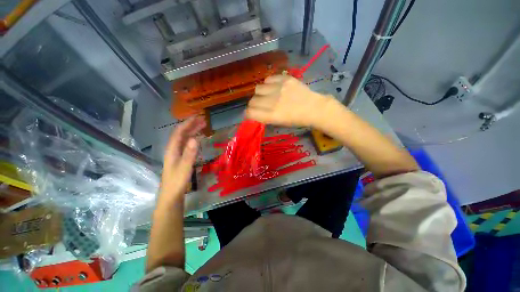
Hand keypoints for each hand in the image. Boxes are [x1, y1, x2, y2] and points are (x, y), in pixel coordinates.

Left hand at [157, 116, 205, 207]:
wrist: (171, 196)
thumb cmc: (177, 183)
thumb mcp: (184, 168)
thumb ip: (189, 154)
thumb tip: (195, 138)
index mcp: (172, 150)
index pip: (179, 132)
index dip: (187, 123)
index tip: (197, 117)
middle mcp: (173, 150)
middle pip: (181, 134)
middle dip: (191, 125)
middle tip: (203, 120)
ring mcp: (176, 155)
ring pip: (184, 139)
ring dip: (192, 131)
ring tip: (203, 127)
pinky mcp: (181, 159)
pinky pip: (186, 145)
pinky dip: (193, 139)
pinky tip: (198, 140)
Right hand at [246, 75, 330, 126]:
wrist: (313, 108)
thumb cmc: (297, 120)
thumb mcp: (279, 123)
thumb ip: (265, 117)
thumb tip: (254, 113)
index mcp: (272, 116)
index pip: (250, 112)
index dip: (248, 113)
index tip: (251, 113)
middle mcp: (273, 102)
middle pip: (252, 101)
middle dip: (253, 104)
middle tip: (260, 105)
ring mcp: (279, 89)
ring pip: (258, 88)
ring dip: (260, 93)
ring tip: (268, 95)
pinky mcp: (285, 79)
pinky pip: (268, 79)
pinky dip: (268, 84)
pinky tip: (274, 88)